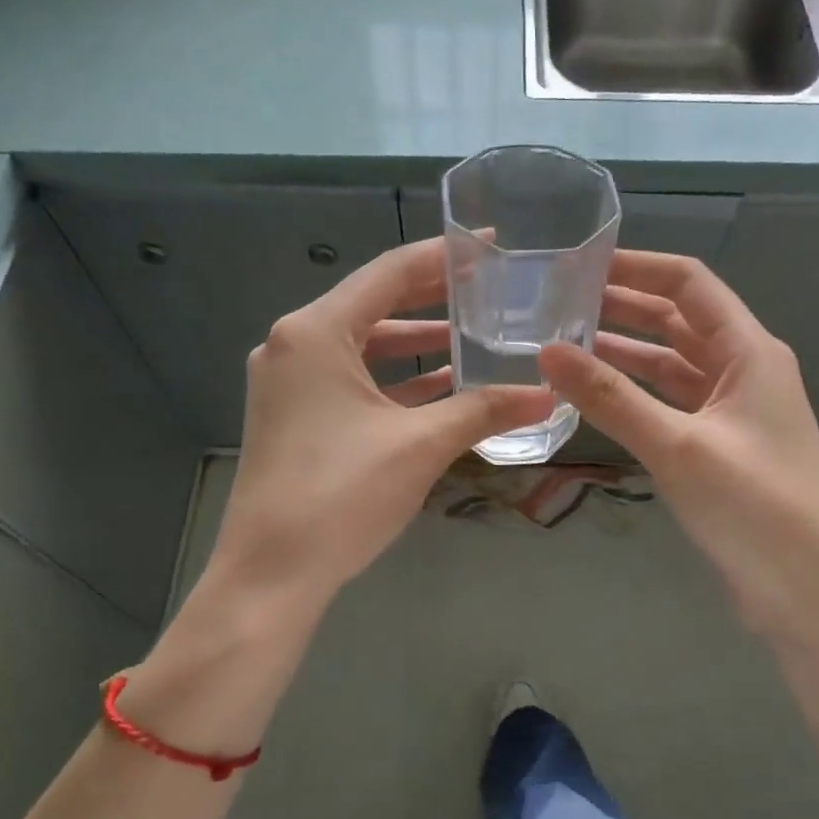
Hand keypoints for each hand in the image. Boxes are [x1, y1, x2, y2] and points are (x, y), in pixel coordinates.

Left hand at [209, 237, 554, 610]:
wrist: (270, 575)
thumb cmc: (340, 495)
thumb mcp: (420, 445)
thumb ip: (484, 410)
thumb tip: (548, 396)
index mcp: (316, 332)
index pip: (390, 273)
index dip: (445, 256)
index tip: (492, 243)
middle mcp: (294, 345)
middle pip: (375, 305)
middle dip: (434, 298)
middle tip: (491, 287)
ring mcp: (290, 383)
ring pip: (365, 347)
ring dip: (417, 344)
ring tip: (475, 336)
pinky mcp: (295, 416)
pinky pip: (353, 381)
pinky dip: (395, 380)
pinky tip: (443, 387)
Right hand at [538, 251, 818, 649]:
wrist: (811, 595)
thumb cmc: (756, 509)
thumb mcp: (678, 447)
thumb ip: (611, 397)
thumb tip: (547, 351)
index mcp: (750, 352)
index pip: (690, 284)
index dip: (638, 267)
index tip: (580, 264)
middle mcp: (744, 370)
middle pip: (679, 321)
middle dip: (623, 308)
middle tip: (558, 304)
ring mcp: (732, 411)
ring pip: (671, 365)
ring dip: (624, 353)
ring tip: (563, 344)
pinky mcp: (720, 447)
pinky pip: (671, 404)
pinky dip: (635, 395)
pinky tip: (594, 396)